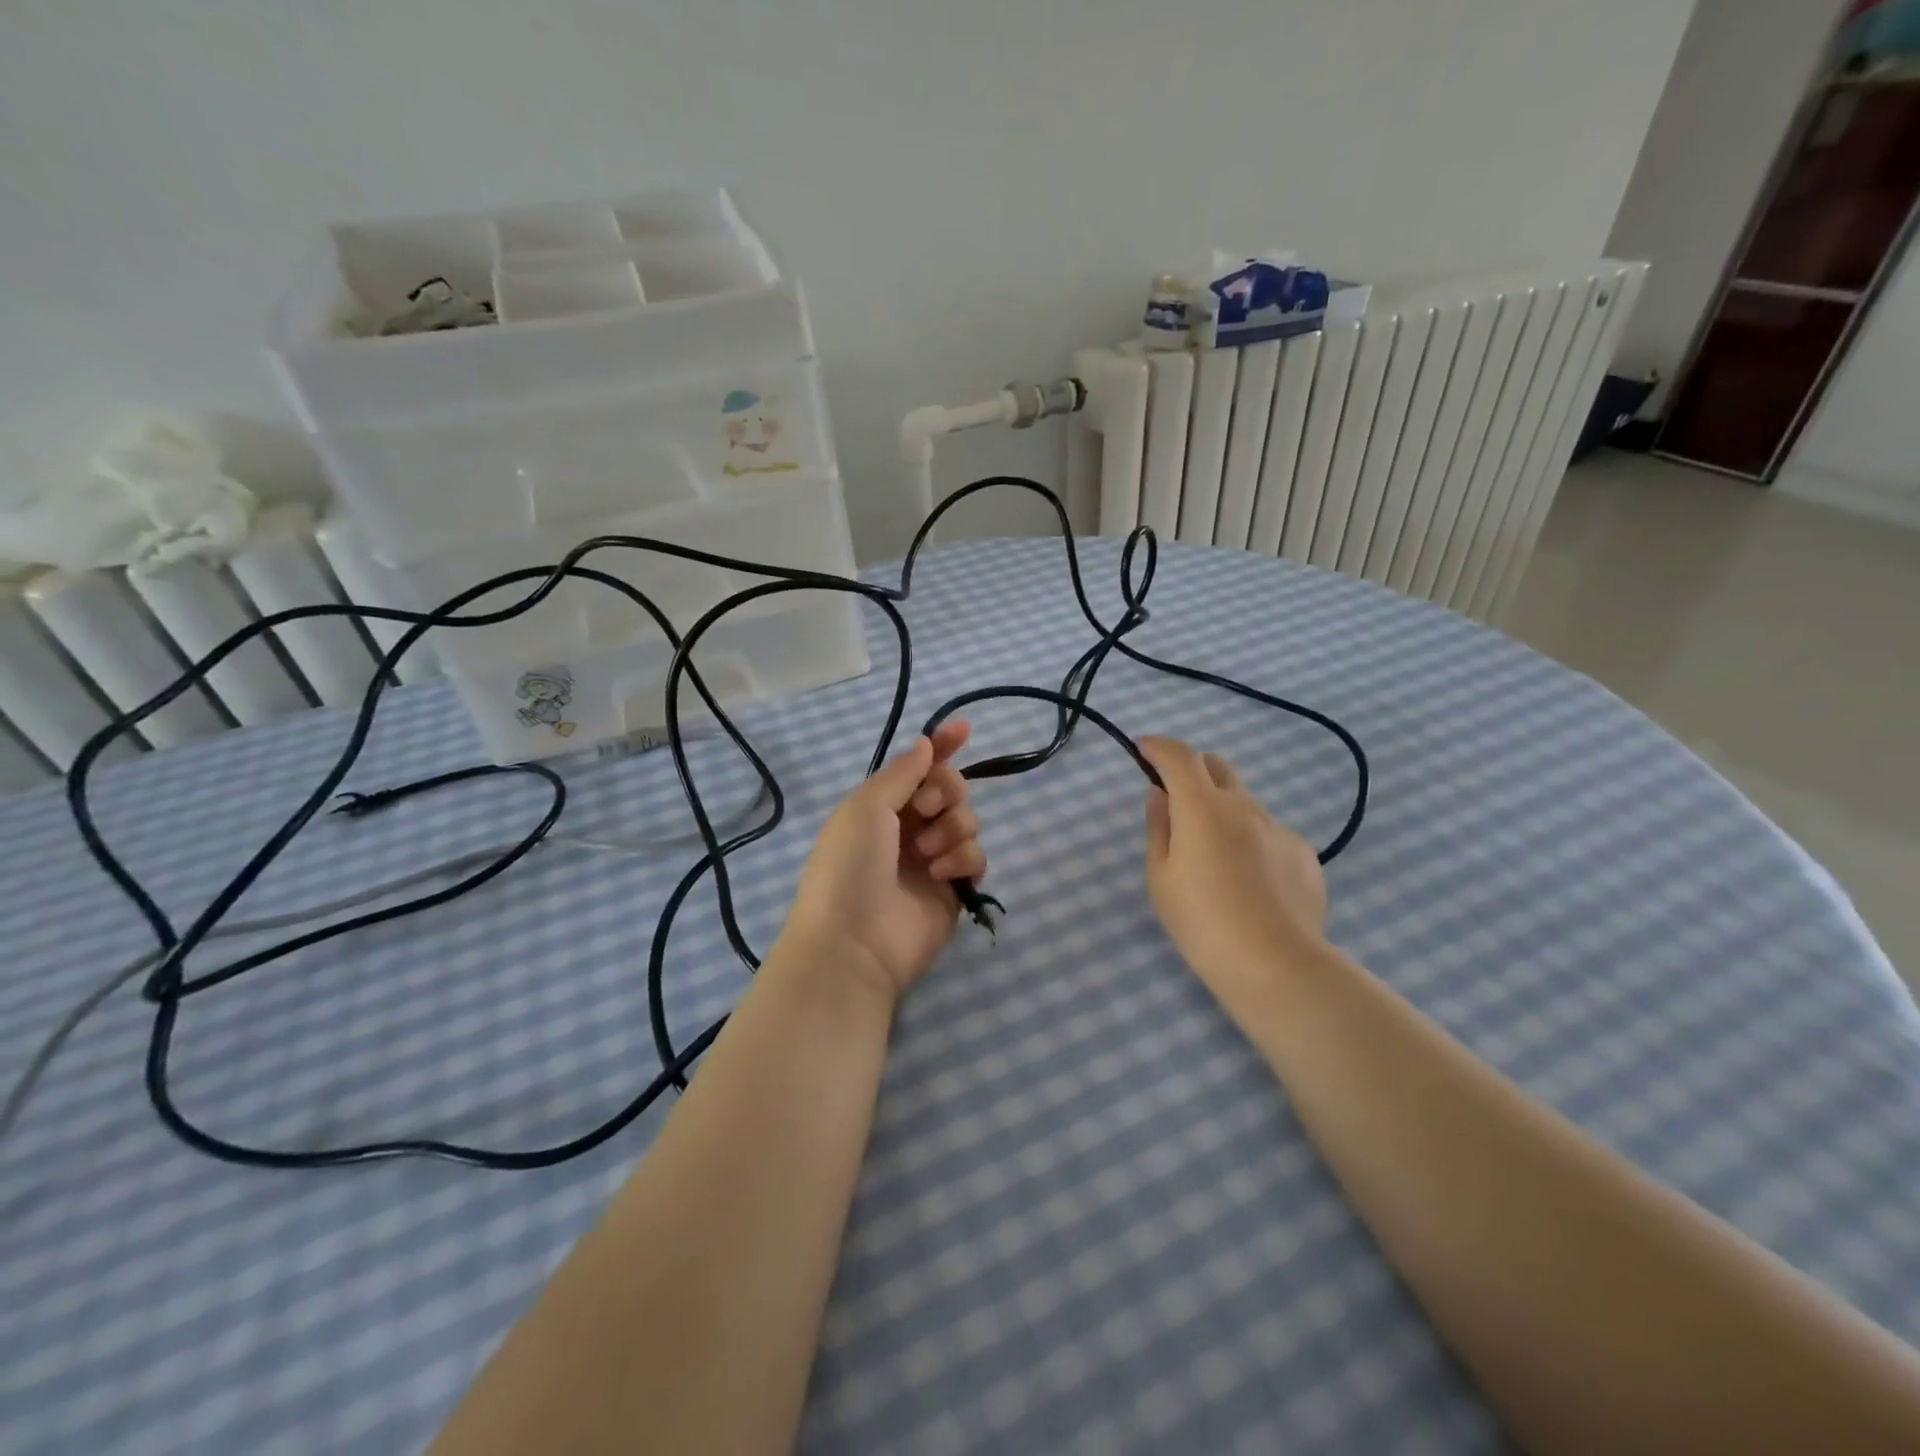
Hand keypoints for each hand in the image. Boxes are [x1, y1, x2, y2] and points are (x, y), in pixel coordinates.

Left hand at [778, 721, 987, 1004]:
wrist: (853, 943)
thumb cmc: (850, 866)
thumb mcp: (867, 807)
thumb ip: (903, 773)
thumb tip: (926, 742)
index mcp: (881, 806)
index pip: (918, 767)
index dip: (941, 746)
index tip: (964, 728)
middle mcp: (908, 828)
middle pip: (950, 789)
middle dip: (946, 790)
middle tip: (926, 808)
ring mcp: (933, 859)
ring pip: (967, 820)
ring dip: (953, 827)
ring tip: (928, 853)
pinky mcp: (954, 889)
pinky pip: (976, 856)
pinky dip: (962, 859)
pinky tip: (941, 874)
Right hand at [1140, 736, 1327, 996]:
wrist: (1276, 965)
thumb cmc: (1202, 922)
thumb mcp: (1160, 877)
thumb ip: (1158, 828)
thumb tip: (1159, 795)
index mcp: (1202, 807)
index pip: (1178, 755)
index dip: (1158, 746)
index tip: (1143, 749)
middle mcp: (1243, 805)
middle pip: (1216, 766)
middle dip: (1192, 770)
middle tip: (1177, 800)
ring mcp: (1278, 827)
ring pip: (1244, 802)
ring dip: (1223, 809)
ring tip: (1216, 857)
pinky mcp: (1304, 853)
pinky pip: (1269, 832)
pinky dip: (1251, 840)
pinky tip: (1250, 882)